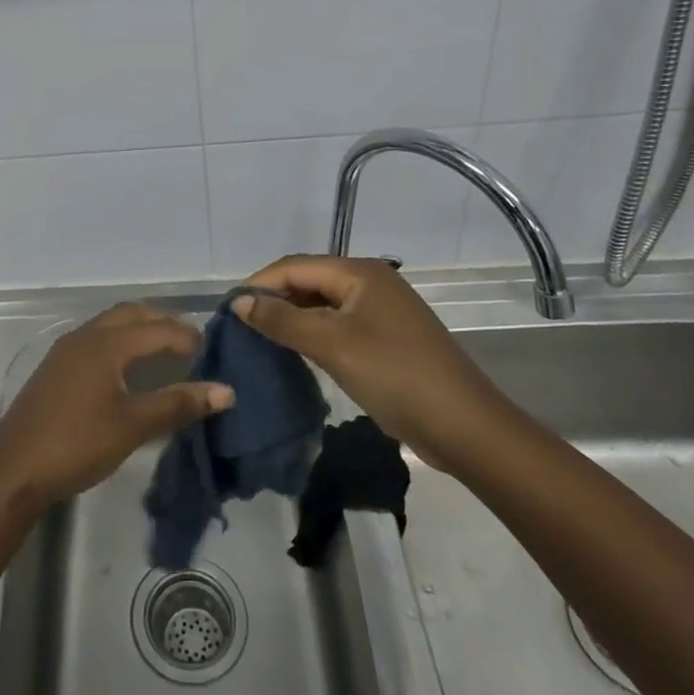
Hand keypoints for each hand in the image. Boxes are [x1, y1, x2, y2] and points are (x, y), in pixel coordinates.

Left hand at [0, 303, 234, 510]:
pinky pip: (97, 338)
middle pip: (131, 314)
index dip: (187, 337)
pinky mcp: (56, 366)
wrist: (14, 467)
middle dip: (163, 322)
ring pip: (111, 324)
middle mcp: (86, 335)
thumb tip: (226, 391)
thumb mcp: (134, 425)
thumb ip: (178, 403)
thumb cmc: (78, 443)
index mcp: (107, 343)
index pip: (157, 329)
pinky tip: (128, 368)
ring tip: (165, 351)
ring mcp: (67, 349)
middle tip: (191, 342)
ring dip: (139, 329)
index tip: (213, 352)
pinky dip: (121, 341)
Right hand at [233, 255, 520, 471]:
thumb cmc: (395, 375)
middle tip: (240, 326)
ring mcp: (381, 311)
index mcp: (359, 272)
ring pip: (322, 305)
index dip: (259, 283)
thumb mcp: (332, 345)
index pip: (294, 266)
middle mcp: (370, 282)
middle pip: (308, 281)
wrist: (465, 428)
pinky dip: (313, 333)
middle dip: (274, 299)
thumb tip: (239, 301)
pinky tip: (295, 352)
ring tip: (259, 338)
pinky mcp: (386, 339)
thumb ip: (282, 320)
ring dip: (292, 318)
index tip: (228, 310)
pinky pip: (338, 325)